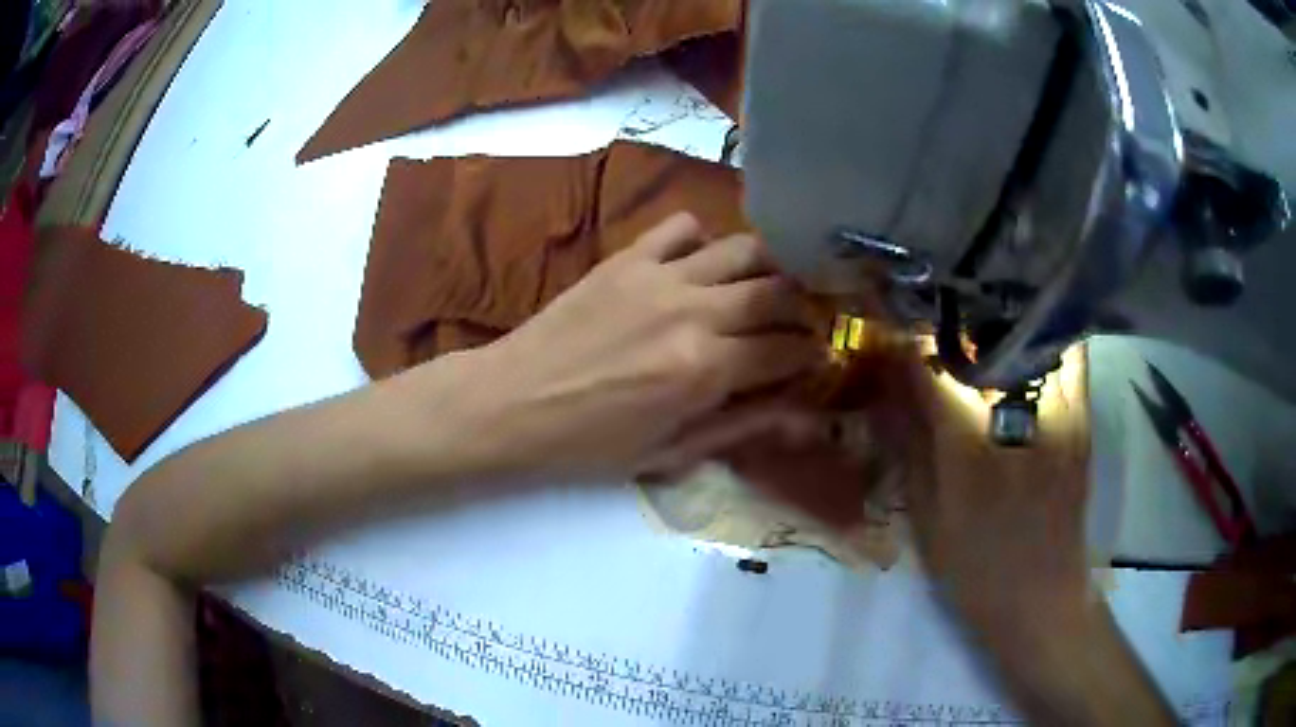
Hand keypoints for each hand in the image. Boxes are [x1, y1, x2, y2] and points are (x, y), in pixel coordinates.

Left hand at [462, 213, 825, 479]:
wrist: (511, 402)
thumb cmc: (588, 444)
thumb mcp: (668, 453)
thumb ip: (740, 426)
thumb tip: (800, 411)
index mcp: (706, 369)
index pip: (789, 348)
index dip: (814, 353)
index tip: (819, 357)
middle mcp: (694, 311)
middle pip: (779, 290)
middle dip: (804, 307)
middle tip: (802, 322)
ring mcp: (660, 276)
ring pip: (744, 248)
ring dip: (767, 267)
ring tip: (765, 289)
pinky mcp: (628, 258)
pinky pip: (682, 226)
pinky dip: (703, 241)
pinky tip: (698, 267)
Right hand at [853, 344, 1092, 625]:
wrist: (1042, 597)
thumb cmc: (975, 568)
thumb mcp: (926, 517)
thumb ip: (910, 446)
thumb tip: (888, 389)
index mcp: (971, 442)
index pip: (930, 367)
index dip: (905, 347)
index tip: (890, 340)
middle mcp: (1019, 412)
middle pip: (983, 337)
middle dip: (952, 326)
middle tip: (933, 328)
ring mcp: (1060, 408)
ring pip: (1030, 335)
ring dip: (1000, 325)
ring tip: (978, 327)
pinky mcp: (1082, 416)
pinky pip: (1067, 356)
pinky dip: (1042, 341)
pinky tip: (1022, 351)